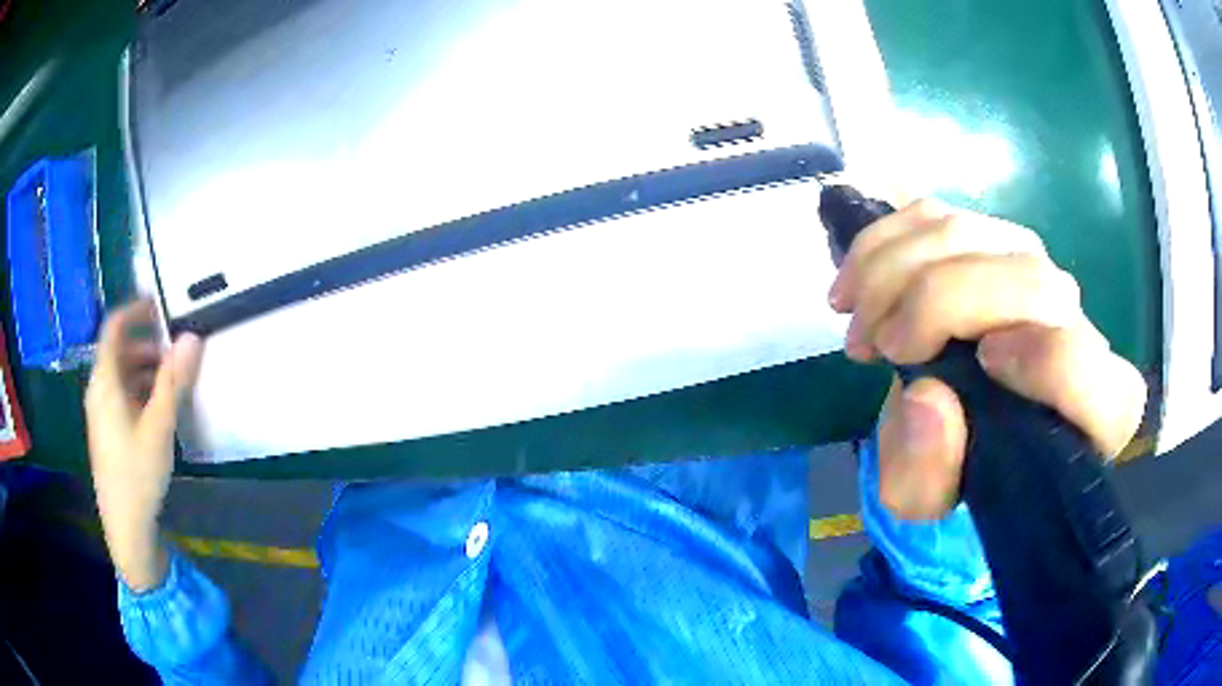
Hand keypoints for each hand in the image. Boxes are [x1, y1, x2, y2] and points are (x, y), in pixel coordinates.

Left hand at [85, 300, 203, 589]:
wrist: (125, 528)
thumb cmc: (137, 474)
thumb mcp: (159, 427)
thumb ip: (174, 381)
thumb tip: (192, 337)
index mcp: (105, 381)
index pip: (114, 327)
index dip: (135, 310)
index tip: (160, 305)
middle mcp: (98, 390)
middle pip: (118, 351)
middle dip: (146, 345)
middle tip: (174, 352)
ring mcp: (100, 413)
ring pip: (120, 375)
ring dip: (144, 369)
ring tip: (171, 382)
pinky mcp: (107, 432)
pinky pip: (120, 395)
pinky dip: (138, 390)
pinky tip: (157, 410)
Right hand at [829, 199, 1146, 519]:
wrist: (956, 427)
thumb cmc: (958, 473)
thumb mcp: (931, 500)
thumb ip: (931, 473)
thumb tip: (926, 399)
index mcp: (1094, 406)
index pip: (1088, 364)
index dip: (1041, 359)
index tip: (979, 365)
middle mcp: (1077, 324)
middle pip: (1029, 277)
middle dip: (938, 299)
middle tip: (877, 344)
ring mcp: (1035, 269)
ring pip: (973, 233)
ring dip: (895, 269)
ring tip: (856, 322)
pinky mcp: (989, 240)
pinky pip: (937, 215)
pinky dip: (884, 242)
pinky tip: (856, 283)